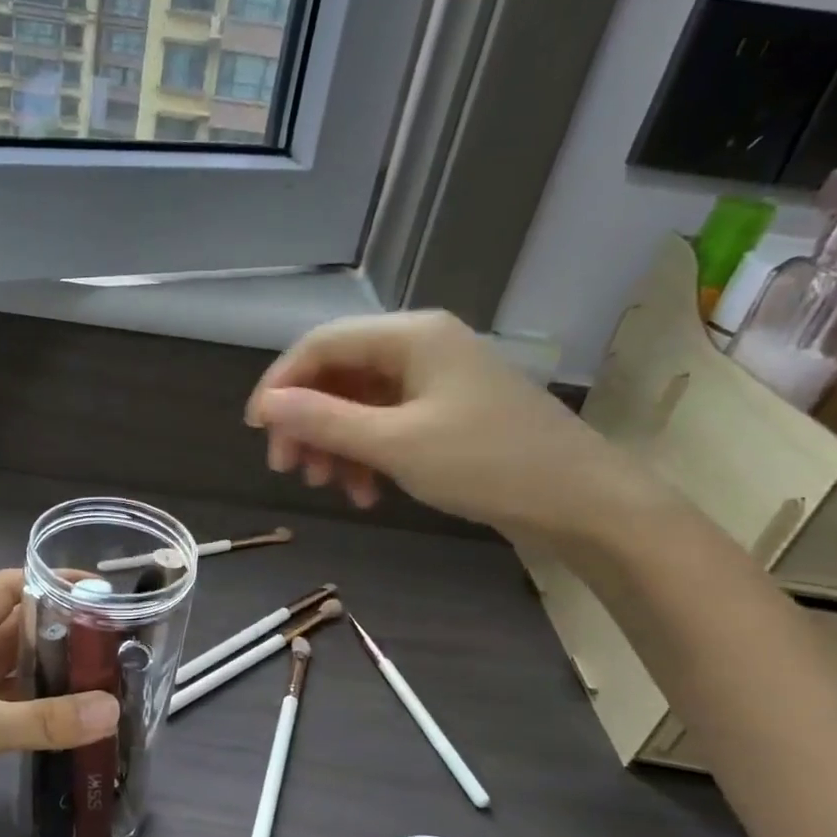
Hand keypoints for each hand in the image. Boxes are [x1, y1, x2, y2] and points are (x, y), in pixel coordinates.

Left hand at [0, 570, 119, 836]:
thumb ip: (46, 719)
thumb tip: (113, 709)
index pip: (5, 589)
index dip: (47, 581)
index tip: (96, 590)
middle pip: (18, 628)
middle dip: (62, 627)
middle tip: (115, 637)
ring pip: (20, 669)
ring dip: (57, 669)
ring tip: (107, 674)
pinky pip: (18, 706)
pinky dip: (46, 707)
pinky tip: (79, 717)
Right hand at [245, 312, 658, 542]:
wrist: (580, 501)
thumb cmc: (487, 464)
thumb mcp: (395, 444)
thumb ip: (324, 420)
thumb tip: (265, 405)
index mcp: (410, 336)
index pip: (322, 344)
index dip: (281, 384)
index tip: (256, 431)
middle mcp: (420, 346)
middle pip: (338, 374)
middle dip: (308, 421)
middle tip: (288, 468)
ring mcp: (435, 379)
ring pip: (359, 403)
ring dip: (334, 443)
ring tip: (328, 486)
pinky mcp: (446, 411)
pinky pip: (386, 423)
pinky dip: (366, 455)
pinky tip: (365, 493)